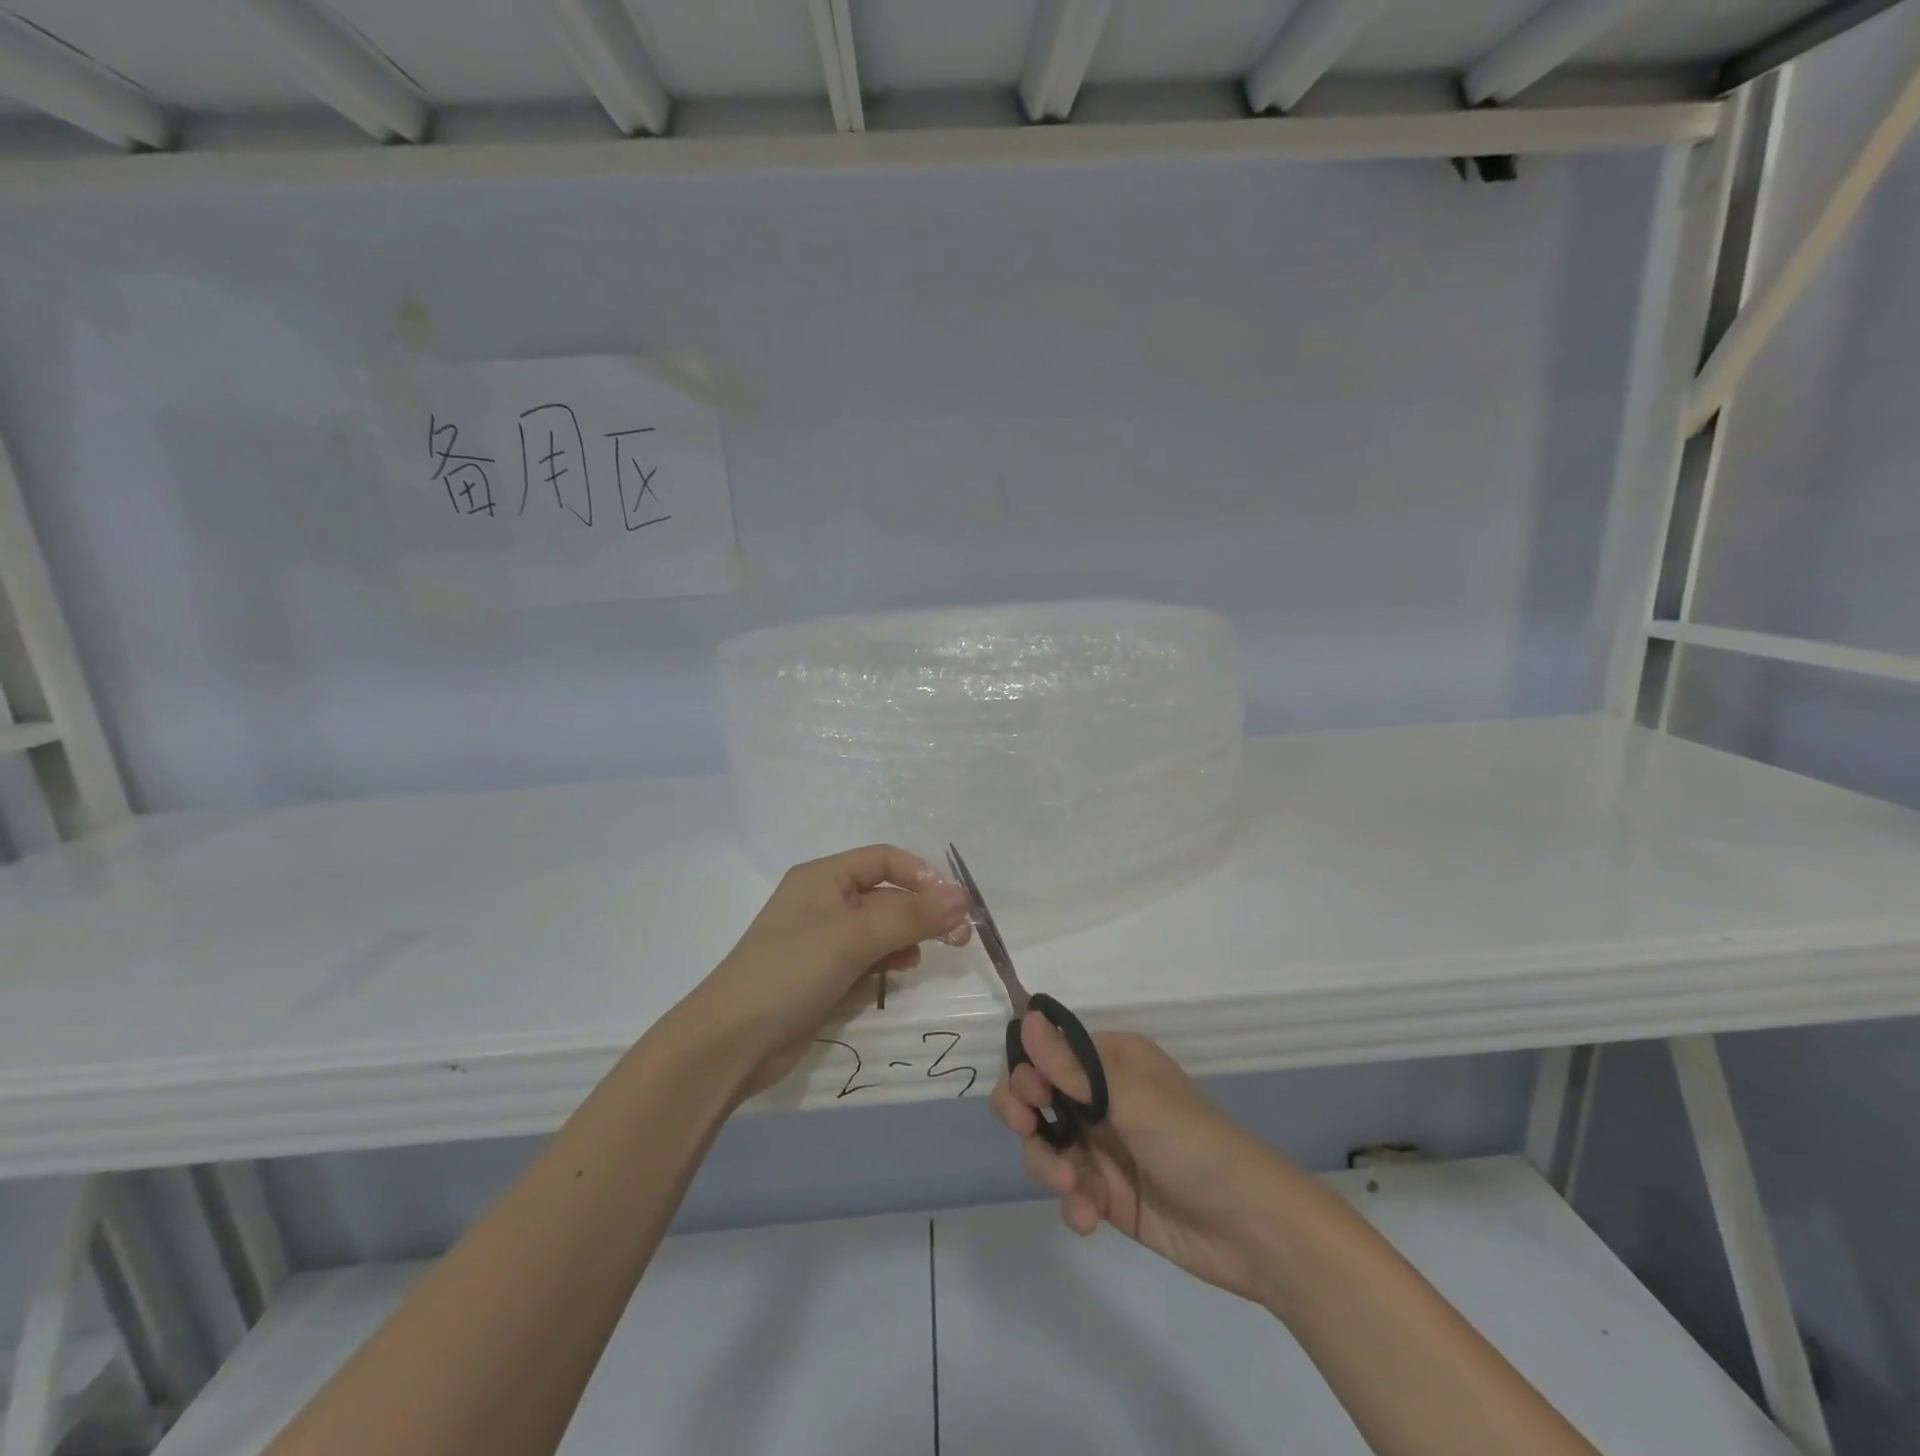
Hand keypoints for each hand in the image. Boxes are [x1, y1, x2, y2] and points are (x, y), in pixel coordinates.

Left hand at [694, 845, 971, 1095]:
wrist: (732, 1042)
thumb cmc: (791, 971)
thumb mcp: (853, 937)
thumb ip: (910, 916)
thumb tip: (963, 898)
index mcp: (822, 877)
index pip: (884, 859)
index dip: (922, 876)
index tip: (954, 904)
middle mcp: (823, 901)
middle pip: (885, 894)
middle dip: (920, 911)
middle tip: (957, 937)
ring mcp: (823, 940)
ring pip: (880, 928)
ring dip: (907, 937)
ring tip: (922, 957)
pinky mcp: (825, 974)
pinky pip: (868, 957)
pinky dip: (887, 961)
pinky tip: (898, 973)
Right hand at [993, 1017, 1298, 1307]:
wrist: (1251, 1228)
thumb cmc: (1192, 1143)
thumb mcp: (1131, 1099)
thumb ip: (1071, 1067)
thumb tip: (1026, 1016)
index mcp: (1111, 1062)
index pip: (1049, 1053)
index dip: (1028, 1072)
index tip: (1030, 1098)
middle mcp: (1102, 1098)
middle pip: (1037, 1098)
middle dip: (1026, 1117)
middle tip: (1028, 1130)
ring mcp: (1103, 1147)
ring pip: (1046, 1145)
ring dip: (1048, 1166)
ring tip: (1073, 1189)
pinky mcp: (1107, 1194)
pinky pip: (1069, 1190)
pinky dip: (1072, 1203)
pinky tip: (1089, 1217)